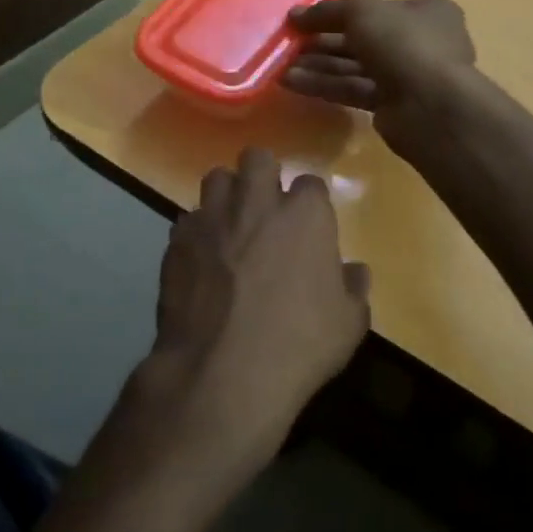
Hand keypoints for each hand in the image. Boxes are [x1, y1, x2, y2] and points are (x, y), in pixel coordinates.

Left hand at [134, 148, 370, 478]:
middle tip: (265, 209)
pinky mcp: (178, 241)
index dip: (310, 204)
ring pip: (216, 179)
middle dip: (262, 175)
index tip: (309, 226)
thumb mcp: (349, 324)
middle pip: (258, 158)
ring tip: (230, 225)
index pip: (311, 183)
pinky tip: (202, 259)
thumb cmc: (299, 345)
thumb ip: (353, 288)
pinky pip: (188, 220)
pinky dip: (197, 232)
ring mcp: (213, 218)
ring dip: (226, 196)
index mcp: (305, 214)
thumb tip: (354, 271)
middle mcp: (257, 202)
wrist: (224, 373)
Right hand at [283, 0, 476, 142]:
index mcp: (428, 13)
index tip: (305, 20)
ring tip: (282, 67)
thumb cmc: (403, 43)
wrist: (430, 105)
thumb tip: (294, 15)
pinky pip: (355, 90)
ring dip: (319, 66)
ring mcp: (409, 77)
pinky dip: (326, 86)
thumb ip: (327, 12)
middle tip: (289, 46)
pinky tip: (293, 83)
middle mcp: (422, 43)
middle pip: (363, 40)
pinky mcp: (394, 107)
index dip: (339, 14)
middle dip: (323, 43)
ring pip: (357, 67)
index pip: (377, 10)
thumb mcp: (362, 13)